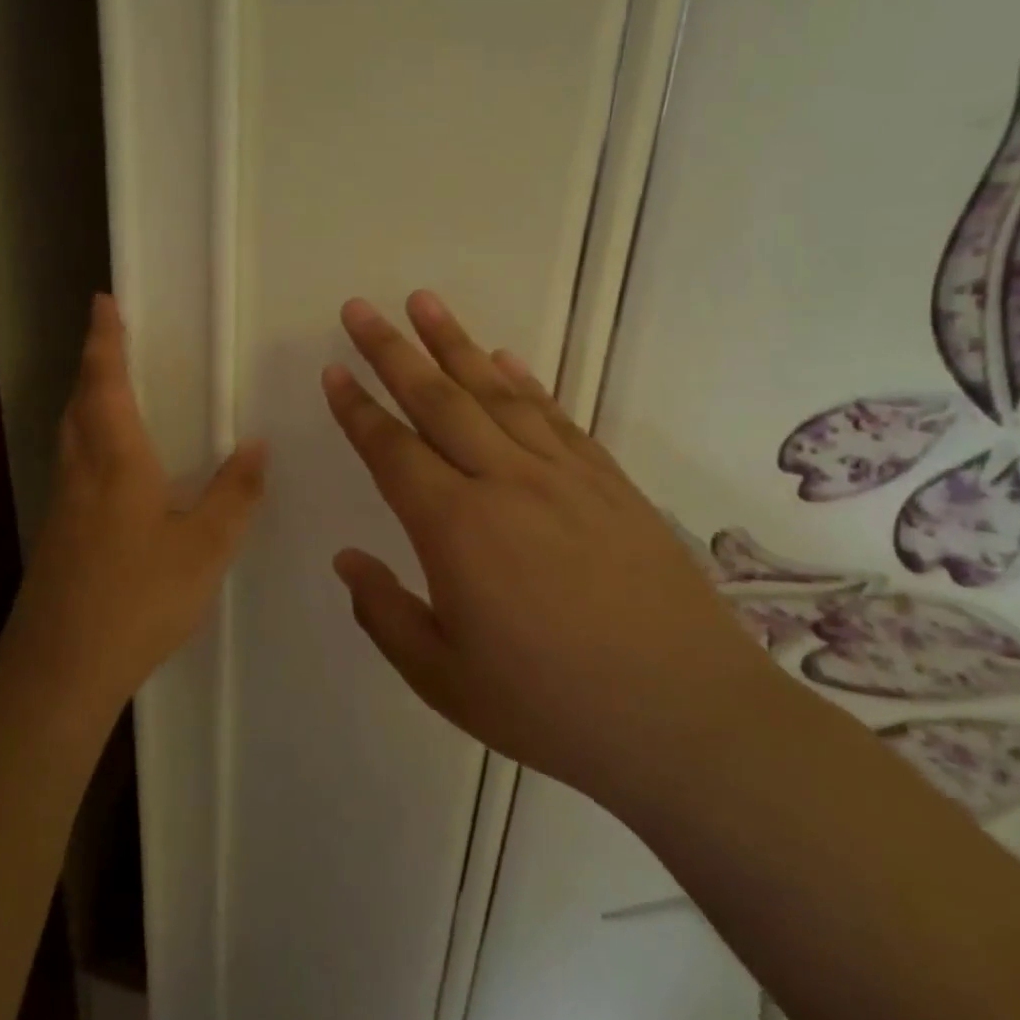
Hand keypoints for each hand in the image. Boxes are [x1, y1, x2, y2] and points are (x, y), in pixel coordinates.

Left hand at [0, 295, 266, 715]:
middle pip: (79, 402)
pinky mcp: (56, 534)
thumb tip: (256, 446)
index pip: (106, 384)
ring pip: (70, 434)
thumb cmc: (138, 600)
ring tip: (110, 388)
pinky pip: (72, 464)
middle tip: (110, 338)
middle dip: (93, 364)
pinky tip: (110, 466)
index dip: (105, 340)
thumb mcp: (205, 549)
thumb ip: (234, 495)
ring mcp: (62, 504)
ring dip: (86, 399)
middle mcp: (81, 472)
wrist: (60, 668)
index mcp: (116, 462)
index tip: (102, 301)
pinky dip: (87, 439)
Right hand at [322, 292, 763, 808]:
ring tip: (424, 302)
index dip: (357, 408)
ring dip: (455, 344)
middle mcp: (505, 483)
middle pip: (438, 400)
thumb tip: (347, 559)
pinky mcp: (609, 482)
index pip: (392, 450)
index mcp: (456, 529)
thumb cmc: (551, 706)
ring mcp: (563, 475)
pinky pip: (556, 416)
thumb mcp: (444, 679)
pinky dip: (525, 380)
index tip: (334, 369)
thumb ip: (385, 614)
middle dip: (393, 350)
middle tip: (360, 308)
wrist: (686, 717)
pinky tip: (505, 359)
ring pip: (497, 393)